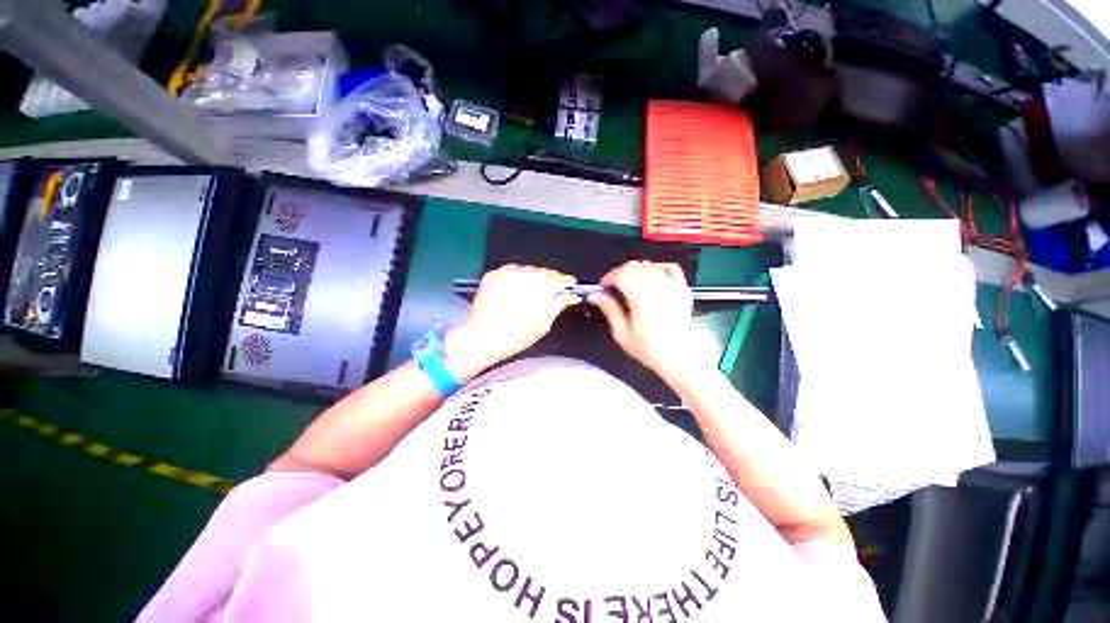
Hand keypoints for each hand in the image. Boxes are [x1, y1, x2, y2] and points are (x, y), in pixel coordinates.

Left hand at [446, 265, 579, 378]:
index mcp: (543, 286)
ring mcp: (508, 272)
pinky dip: (516, 276)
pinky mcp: (493, 274)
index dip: (567, 283)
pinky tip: (516, 287)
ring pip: (528, 269)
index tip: (570, 287)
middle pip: (545, 272)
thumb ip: (560, 304)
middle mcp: (526, 274)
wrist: (483, 337)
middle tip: (551, 292)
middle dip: (551, 280)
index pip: (561, 278)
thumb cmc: (518, 335)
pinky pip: (511, 270)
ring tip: (532, 290)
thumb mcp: (544, 323)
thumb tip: (572, 295)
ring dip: (533, 277)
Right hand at [588, 260, 710, 382]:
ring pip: (649, 266)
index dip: (609, 277)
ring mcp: (672, 286)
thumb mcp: (622, 333)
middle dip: (619, 273)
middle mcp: (657, 287)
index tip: (603, 287)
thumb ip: (609, 309)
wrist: (680, 357)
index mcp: (641, 297)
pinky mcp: (682, 288)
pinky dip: (657, 267)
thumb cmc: (650, 349)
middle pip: (634, 267)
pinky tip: (650, 276)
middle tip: (613, 288)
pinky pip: (670, 267)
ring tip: (629, 285)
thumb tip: (595, 296)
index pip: (621, 274)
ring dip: (635, 270)